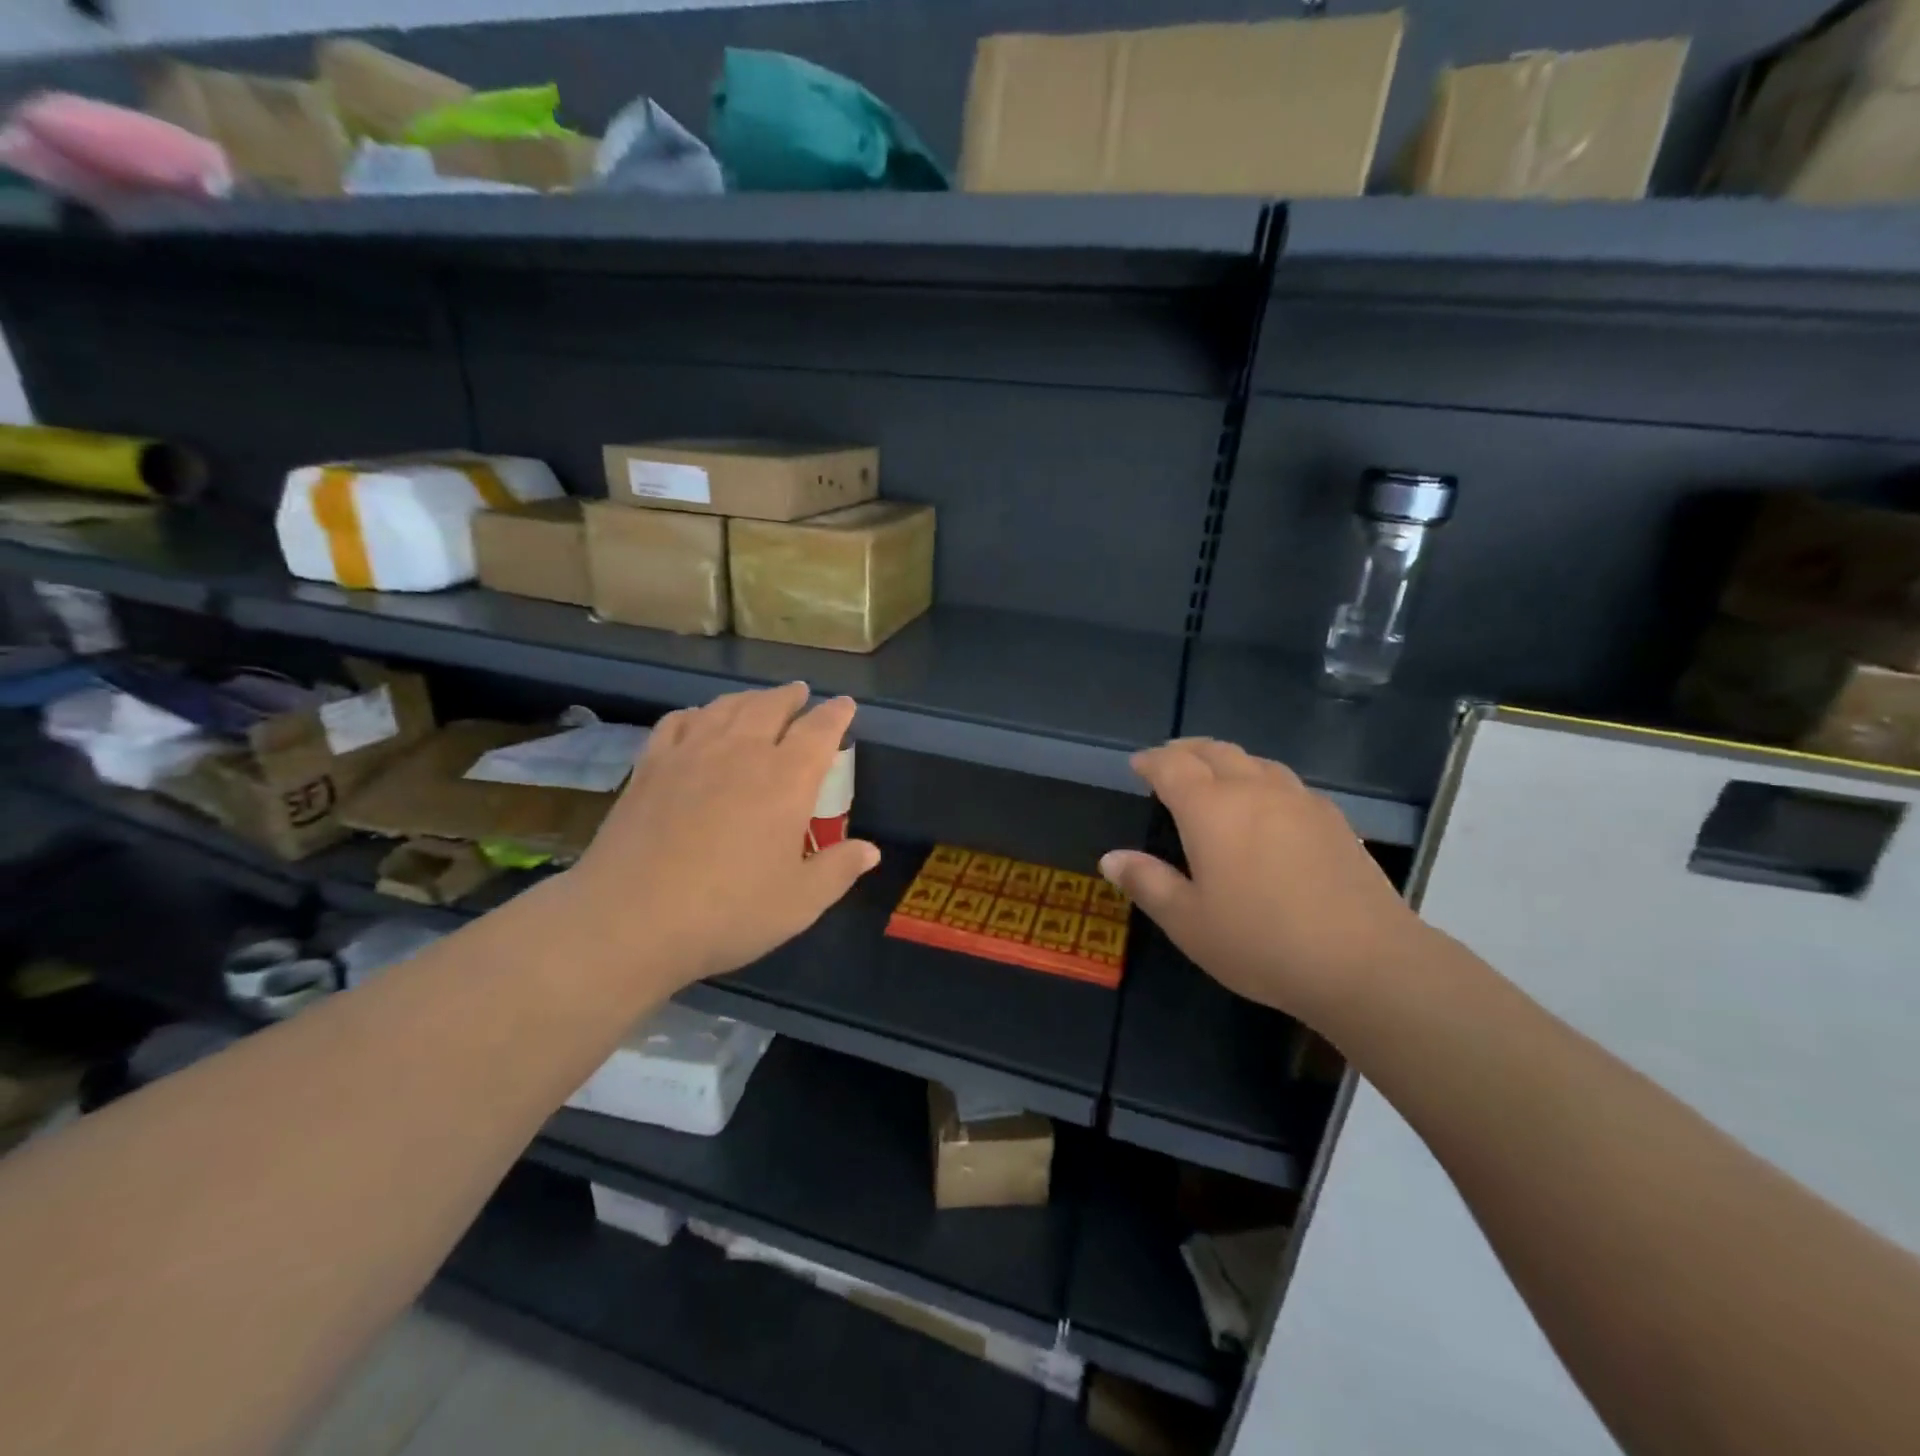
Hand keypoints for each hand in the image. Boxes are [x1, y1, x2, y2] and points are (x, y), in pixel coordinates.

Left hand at [564, 683, 879, 987]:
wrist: (629, 920)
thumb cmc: (727, 913)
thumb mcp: (799, 902)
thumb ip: (839, 870)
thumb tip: (870, 850)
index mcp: (786, 779)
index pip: (819, 730)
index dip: (836, 714)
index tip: (846, 706)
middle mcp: (741, 753)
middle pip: (771, 706)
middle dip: (792, 696)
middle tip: (801, 693)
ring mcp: (691, 754)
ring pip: (726, 707)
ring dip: (749, 698)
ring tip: (759, 700)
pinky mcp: (650, 766)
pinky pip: (678, 722)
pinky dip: (697, 713)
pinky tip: (698, 719)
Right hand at [1099, 739, 1427, 1024]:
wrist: (1365, 962)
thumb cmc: (1261, 942)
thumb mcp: (1188, 922)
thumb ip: (1147, 883)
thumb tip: (1110, 858)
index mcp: (1211, 808)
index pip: (1171, 765)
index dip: (1150, 761)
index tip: (1137, 765)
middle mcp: (1254, 790)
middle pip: (1215, 751)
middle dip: (1186, 750)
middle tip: (1169, 760)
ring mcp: (1300, 800)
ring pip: (1256, 761)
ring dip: (1227, 761)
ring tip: (1215, 777)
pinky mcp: (1334, 819)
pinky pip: (1287, 783)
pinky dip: (1262, 780)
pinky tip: (1267, 807)